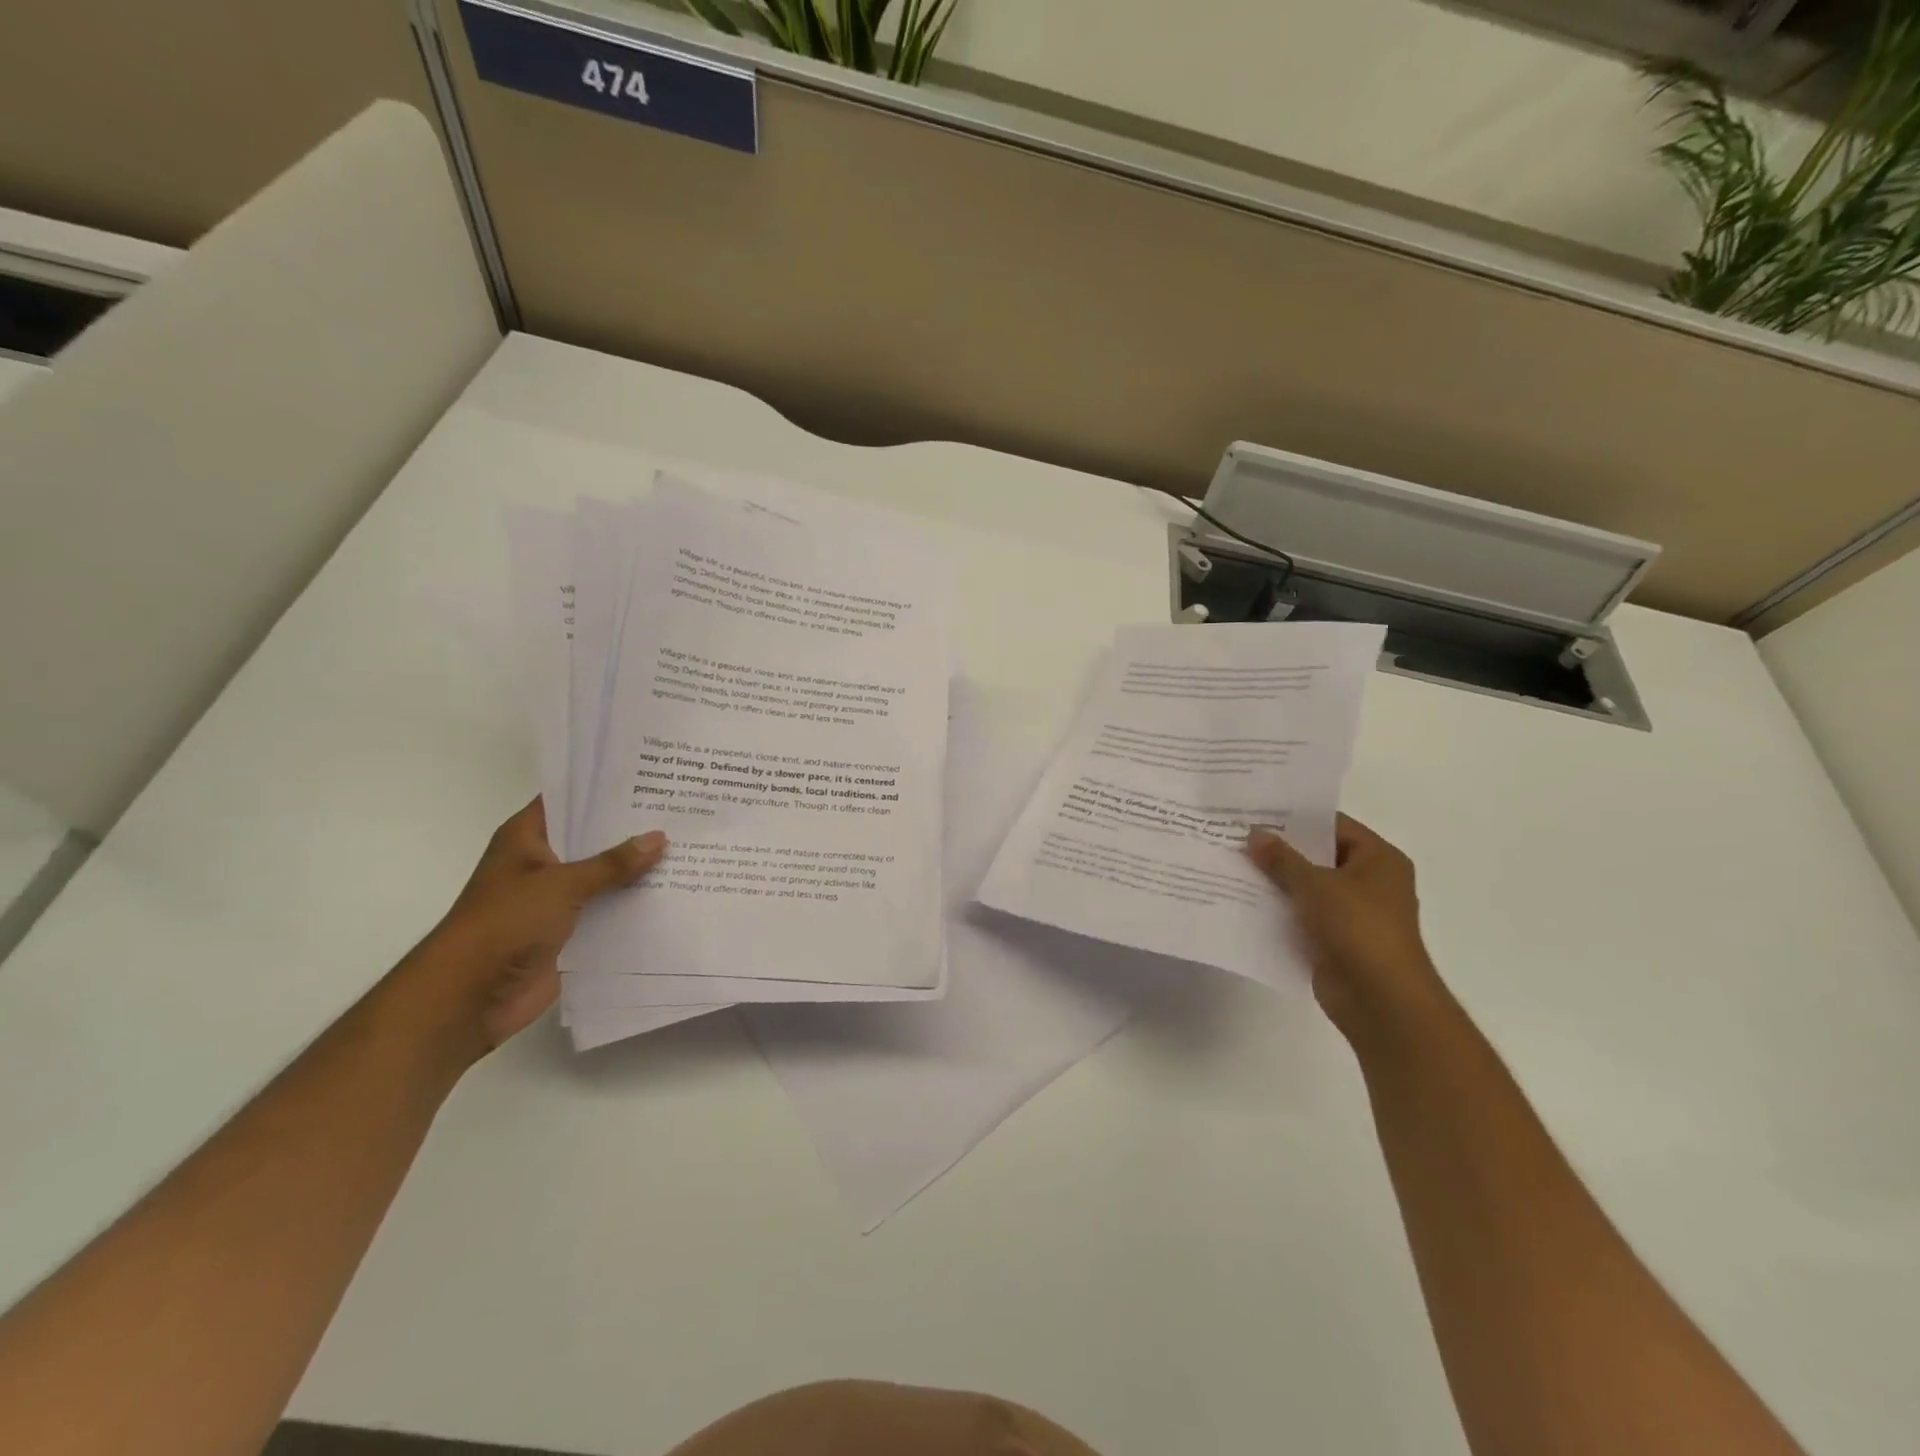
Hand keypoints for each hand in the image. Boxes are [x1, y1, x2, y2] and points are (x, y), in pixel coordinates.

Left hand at [391, 799, 666, 1064]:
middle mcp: (542, 863)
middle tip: (681, 811)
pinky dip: (634, 906)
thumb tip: (659, 838)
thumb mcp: (562, 884)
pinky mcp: (569, 932)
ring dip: (638, 870)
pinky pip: (608, 912)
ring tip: (689, 848)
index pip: (569, 800)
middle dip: (632, 830)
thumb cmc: (505, 924)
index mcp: (527, 838)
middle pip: (593, 838)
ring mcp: (555, 899)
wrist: (469, 997)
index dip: (604, 789)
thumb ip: (613, 863)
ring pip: (605, 877)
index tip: (650, 777)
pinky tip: (674, 894)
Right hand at [1245, 815, 1450, 1043]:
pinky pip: (1301, 916)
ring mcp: (1353, 913)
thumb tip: (1254, 834)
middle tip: (1236, 835)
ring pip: (1307, 887)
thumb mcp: (1315, 885)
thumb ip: (1282, 858)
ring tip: (1232, 864)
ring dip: (1275, 881)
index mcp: (1378, 859)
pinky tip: (1242, 900)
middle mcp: (1370, 882)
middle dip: (1280, 850)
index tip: (1257, 812)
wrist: (1380, 1001)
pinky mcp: (1335, 940)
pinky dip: (1278, 909)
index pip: (1333, 826)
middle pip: (1318, 856)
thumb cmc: (1358, 929)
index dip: (1296, 818)